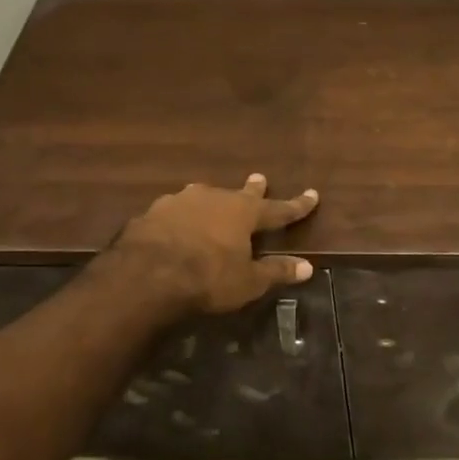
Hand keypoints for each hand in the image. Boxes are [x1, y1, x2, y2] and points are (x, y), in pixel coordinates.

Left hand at [107, 173, 318, 314]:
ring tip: (210, 197)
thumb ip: (276, 272)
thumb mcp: (248, 281)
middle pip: (238, 193)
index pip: (278, 209)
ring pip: (201, 196)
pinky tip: (174, 223)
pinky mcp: (151, 214)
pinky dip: (180, 217)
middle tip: (259, 178)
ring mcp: (179, 203)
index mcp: (243, 213)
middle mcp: (214, 198)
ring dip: (210, 199)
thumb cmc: (207, 278)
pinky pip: (173, 212)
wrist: (145, 276)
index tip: (313, 194)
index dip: (297, 205)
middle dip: (253, 189)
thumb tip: (308, 267)